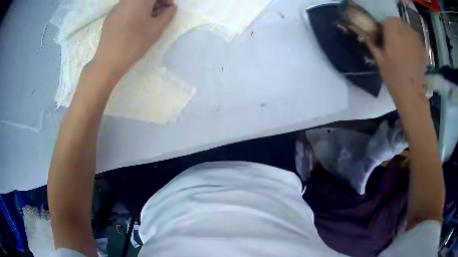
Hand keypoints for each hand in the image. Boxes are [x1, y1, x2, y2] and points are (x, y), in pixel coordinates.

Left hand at [93, 0, 176, 79]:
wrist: (109, 59)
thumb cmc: (135, 42)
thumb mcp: (157, 28)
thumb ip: (168, 15)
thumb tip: (171, 8)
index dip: (166, 0)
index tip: (170, 8)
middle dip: (156, 3)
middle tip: (160, 14)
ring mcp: (117, 7)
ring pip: (135, 2)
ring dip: (145, 7)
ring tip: (147, 21)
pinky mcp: (110, 16)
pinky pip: (126, 8)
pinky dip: (133, 12)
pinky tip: (134, 25)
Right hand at [366, 18, 426, 102]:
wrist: (410, 93)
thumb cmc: (393, 76)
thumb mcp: (379, 60)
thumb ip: (372, 42)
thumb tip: (363, 32)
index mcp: (393, 33)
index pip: (388, 20)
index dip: (385, 26)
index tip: (385, 36)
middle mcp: (405, 33)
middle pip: (399, 22)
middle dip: (395, 28)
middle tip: (394, 42)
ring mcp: (416, 41)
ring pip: (408, 29)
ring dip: (405, 34)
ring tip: (404, 47)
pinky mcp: (422, 50)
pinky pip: (416, 40)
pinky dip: (413, 42)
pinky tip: (412, 53)